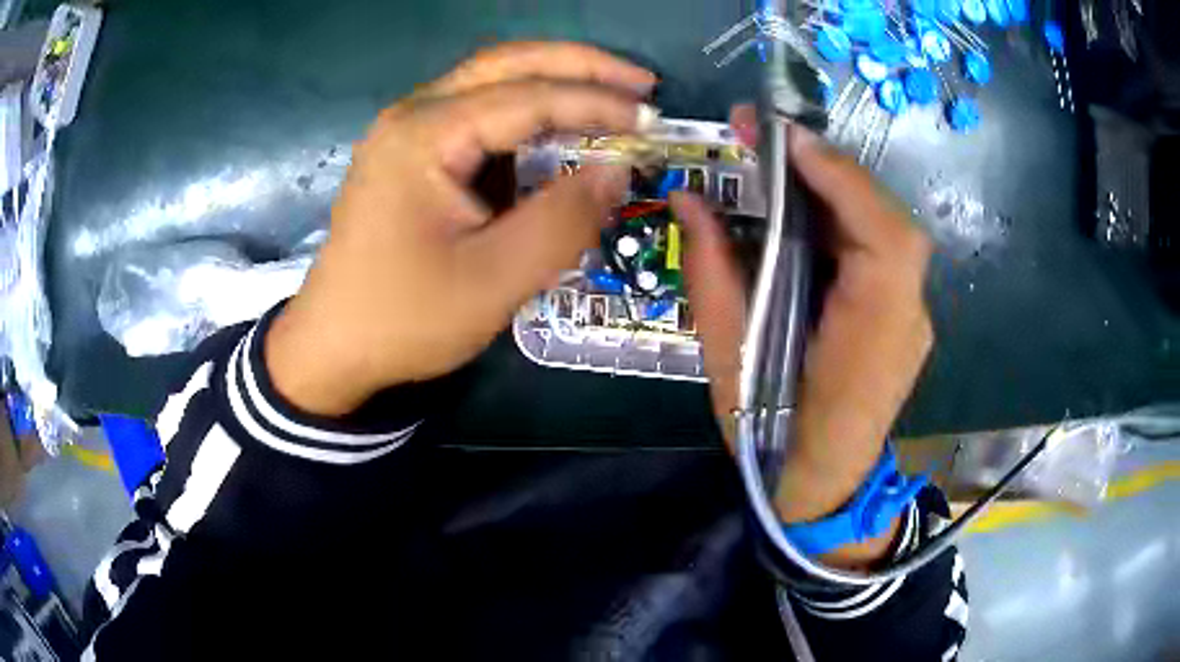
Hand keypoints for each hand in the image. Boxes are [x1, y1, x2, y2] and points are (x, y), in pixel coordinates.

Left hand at [266, 43, 655, 415]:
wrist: (333, 347)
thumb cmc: (405, 319)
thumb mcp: (494, 280)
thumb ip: (563, 220)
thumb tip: (617, 170)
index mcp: (425, 135)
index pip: (529, 96)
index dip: (598, 102)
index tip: (653, 119)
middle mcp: (412, 114)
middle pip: (508, 63)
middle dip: (581, 66)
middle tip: (641, 82)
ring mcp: (405, 130)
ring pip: (491, 80)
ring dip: (554, 82)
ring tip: (612, 96)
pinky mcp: (409, 153)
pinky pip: (476, 113)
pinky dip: (526, 113)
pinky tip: (557, 129)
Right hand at [672, 106, 932, 565]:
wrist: (823, 486)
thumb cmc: (771, 435)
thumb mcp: (728, 358)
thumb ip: (713, 272)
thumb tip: (688, 199)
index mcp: (872, 337)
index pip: (885, 239)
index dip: (842, 179)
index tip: (785, 140)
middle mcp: (906, 317)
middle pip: (888, 222)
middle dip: (830, 170)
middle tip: (768, 137)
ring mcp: (912, 315)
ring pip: (884, 229)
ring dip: (835, 188)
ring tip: (780, 162)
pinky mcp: (902, 315)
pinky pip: (879, 250)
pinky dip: (843, 216)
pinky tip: (806, 207)